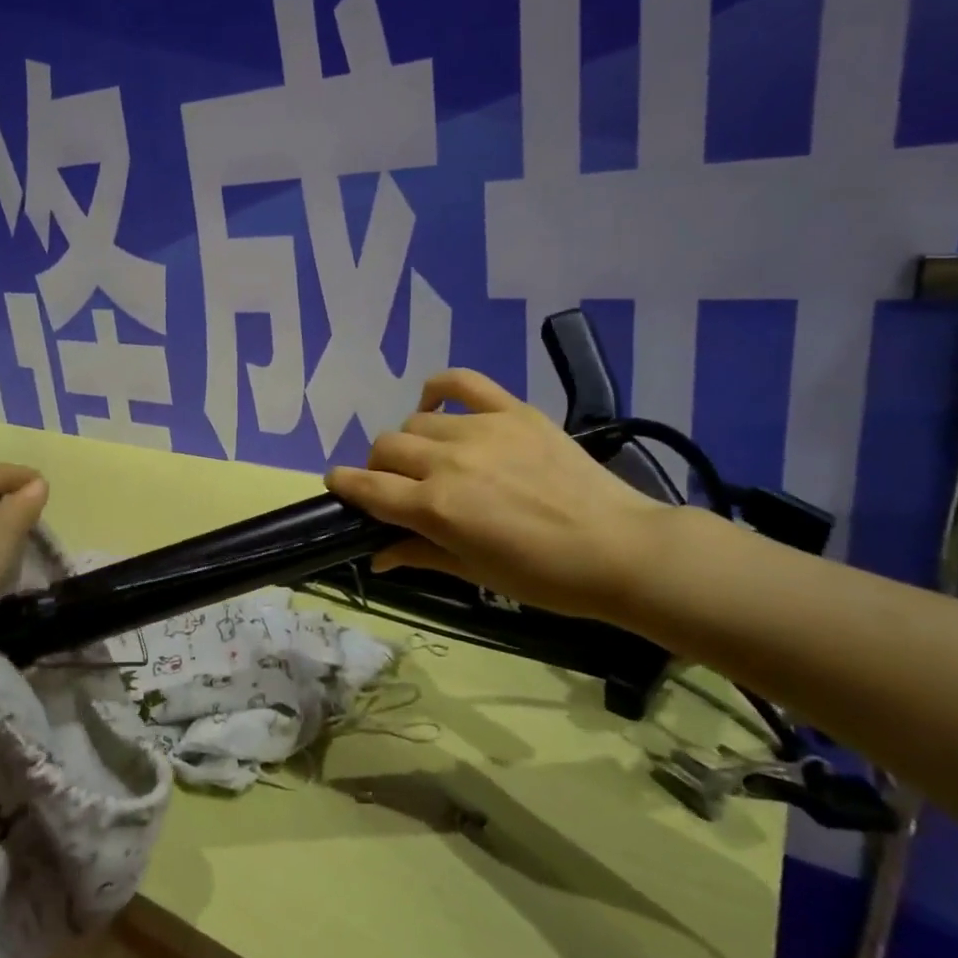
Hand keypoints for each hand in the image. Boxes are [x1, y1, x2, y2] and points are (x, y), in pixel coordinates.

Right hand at [326, 369, 674, 620]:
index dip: (344, 486)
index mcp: (435, 507)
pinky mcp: (511, 411)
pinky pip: (461, 382)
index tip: (338, 486)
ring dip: (411, 442)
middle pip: (385, 447)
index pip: (367, 487)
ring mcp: (480, 430)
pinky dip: (439, 389)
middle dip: (379, 468)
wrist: (619, 550)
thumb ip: (418, 554)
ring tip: (431, 459)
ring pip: (415, 421)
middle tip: (401, 487)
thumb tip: (376, 555)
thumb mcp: (474, 573)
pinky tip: (438, 407)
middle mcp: (447, 461)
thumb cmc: (543, 576)